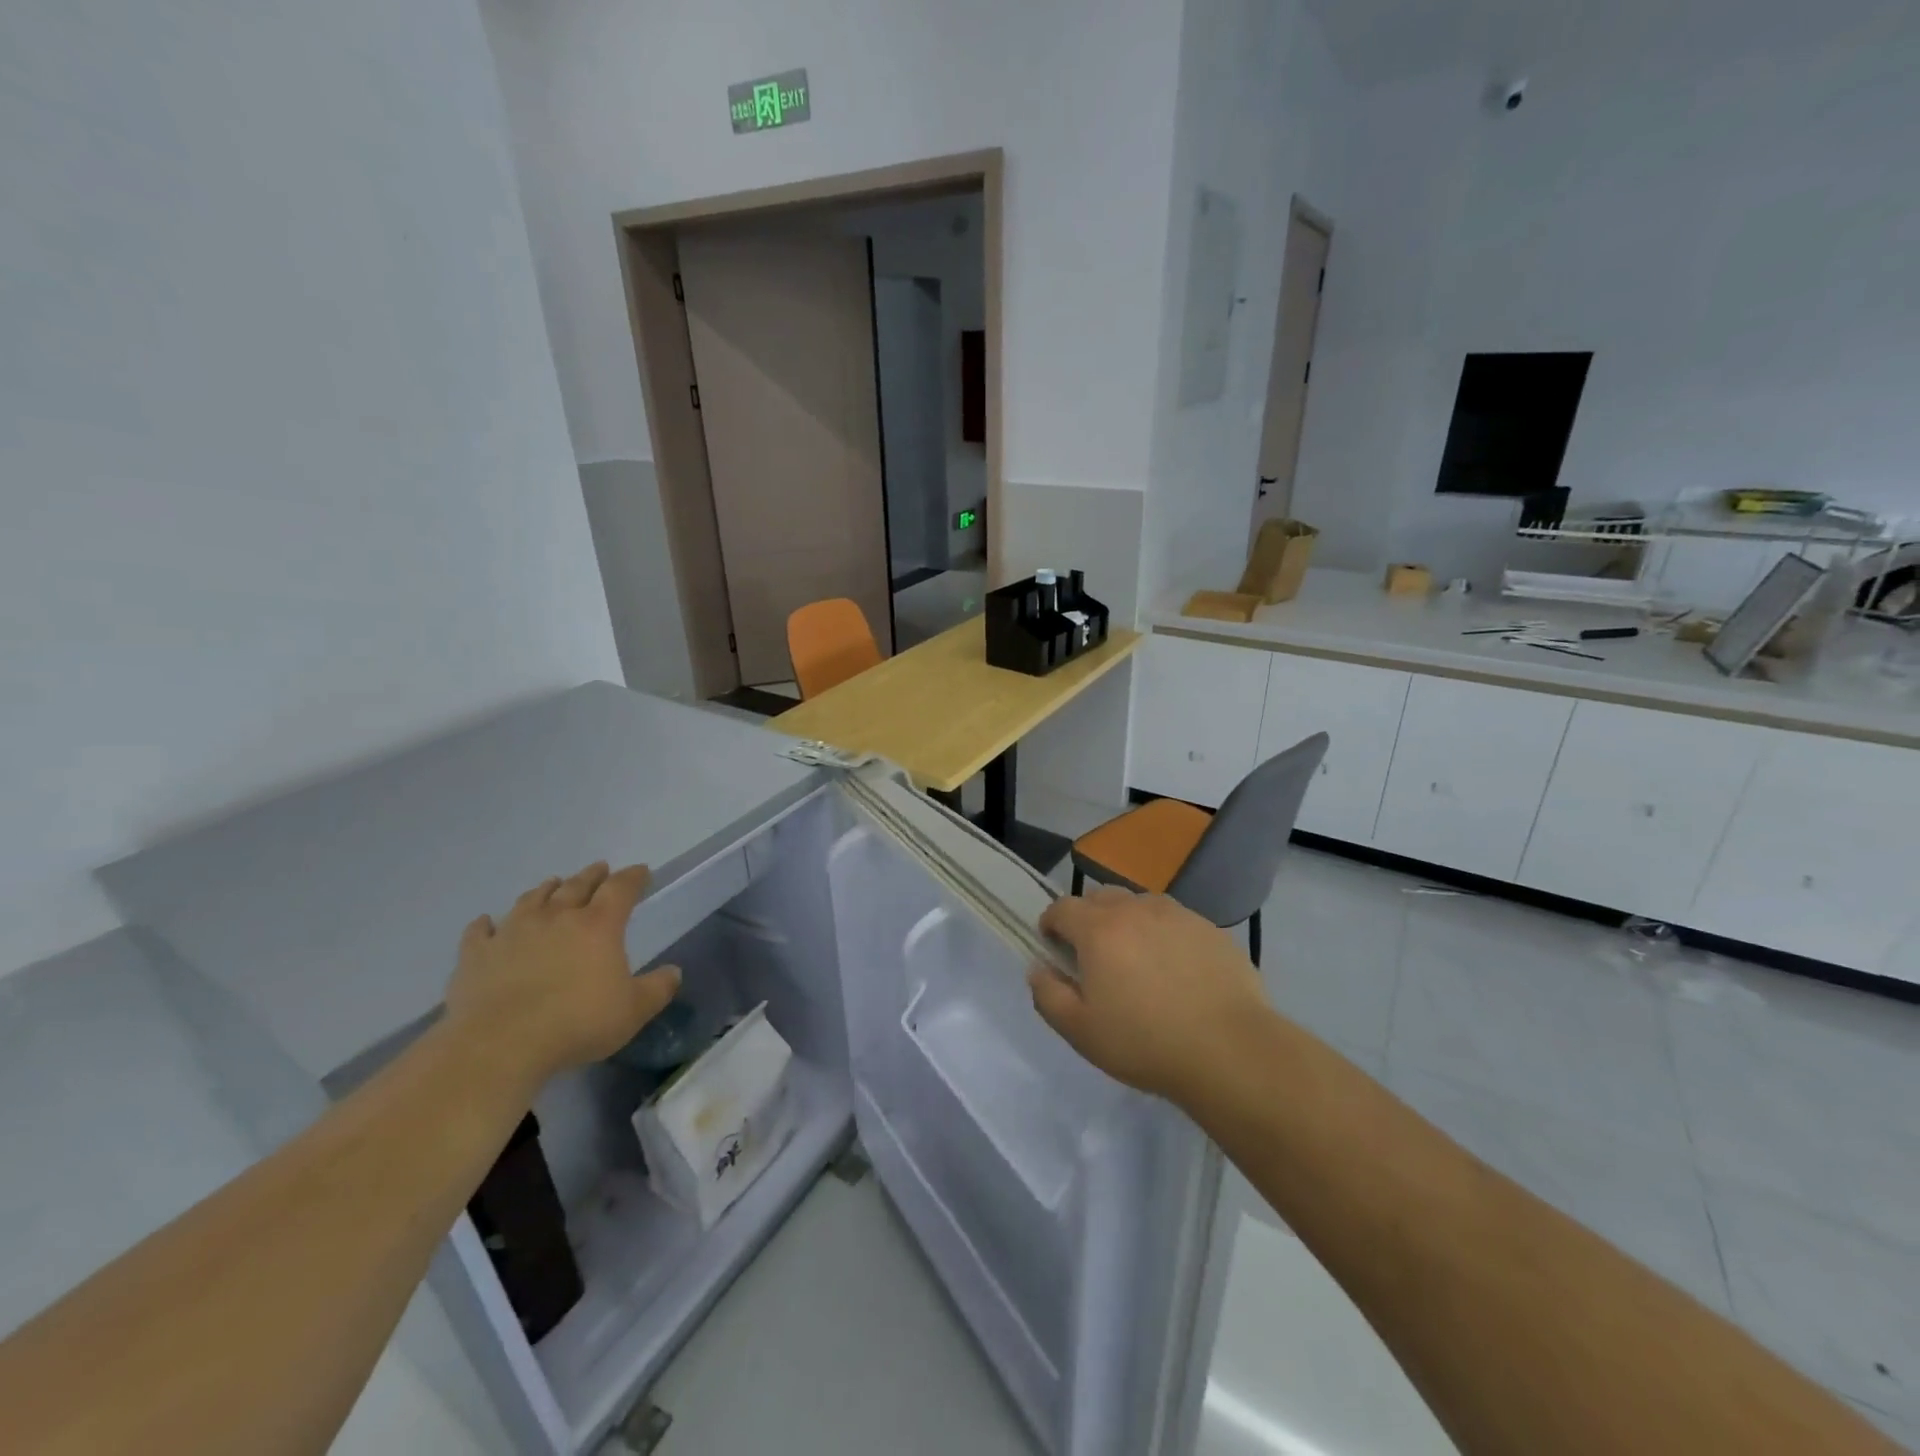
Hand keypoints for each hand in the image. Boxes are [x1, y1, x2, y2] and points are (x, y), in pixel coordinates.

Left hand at [444, 862, 680, 1087]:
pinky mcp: (476, 955)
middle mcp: (556, 918)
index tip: (642, 871)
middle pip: (576, 886)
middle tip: (599, 869)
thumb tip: (674, 972)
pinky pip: (480, 932)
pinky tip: (486, 922)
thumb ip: (657, 989)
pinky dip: (486, 924)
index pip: (621, 888)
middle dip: (592, 876)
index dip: (633, 877)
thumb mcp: (633, 1011)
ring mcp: (512, 932)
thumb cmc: (576, 1023)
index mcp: (598, 925)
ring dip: (545, 890)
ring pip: (531, 900)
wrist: (499, 1045)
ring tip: (552, 885)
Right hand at [1028, 887, 1269, 1103]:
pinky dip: (1164, 934)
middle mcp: (1135, 909)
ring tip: (1137, 960)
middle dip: (1088, 918)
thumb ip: (1048, 995)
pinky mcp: (1210, 929)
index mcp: (1098, 929)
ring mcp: (1177, 915)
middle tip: (1094, 956)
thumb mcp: (1080, 1031)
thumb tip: (1038, 968)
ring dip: (1128, 922)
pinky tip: (1176, 970)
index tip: (1054, 947)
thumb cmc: (1145, 1042)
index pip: (1062, 907)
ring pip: (1140, 904)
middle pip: (1100, 897)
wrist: (1230, 1050)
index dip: (1051, 924)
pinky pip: (1175, 921)